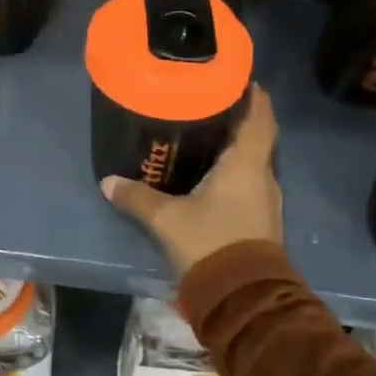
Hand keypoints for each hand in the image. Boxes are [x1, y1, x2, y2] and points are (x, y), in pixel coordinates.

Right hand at [102, 84, 281, 275]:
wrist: (243, 296)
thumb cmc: (210, 242)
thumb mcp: (167, 219)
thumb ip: (138, 197)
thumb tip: (108, 182)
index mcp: (246, 163)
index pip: (260, 116)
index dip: (254, 95)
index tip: (239, 79)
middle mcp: (263, 175)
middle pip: (258, 136)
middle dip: (240, 118)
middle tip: (212, 104)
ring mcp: (266, 200)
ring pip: (255, 161)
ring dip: (238, 147)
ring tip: (209, 135)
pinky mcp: (262, 220)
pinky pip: (251, 182)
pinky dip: (236, 171)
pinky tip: (213, 175)